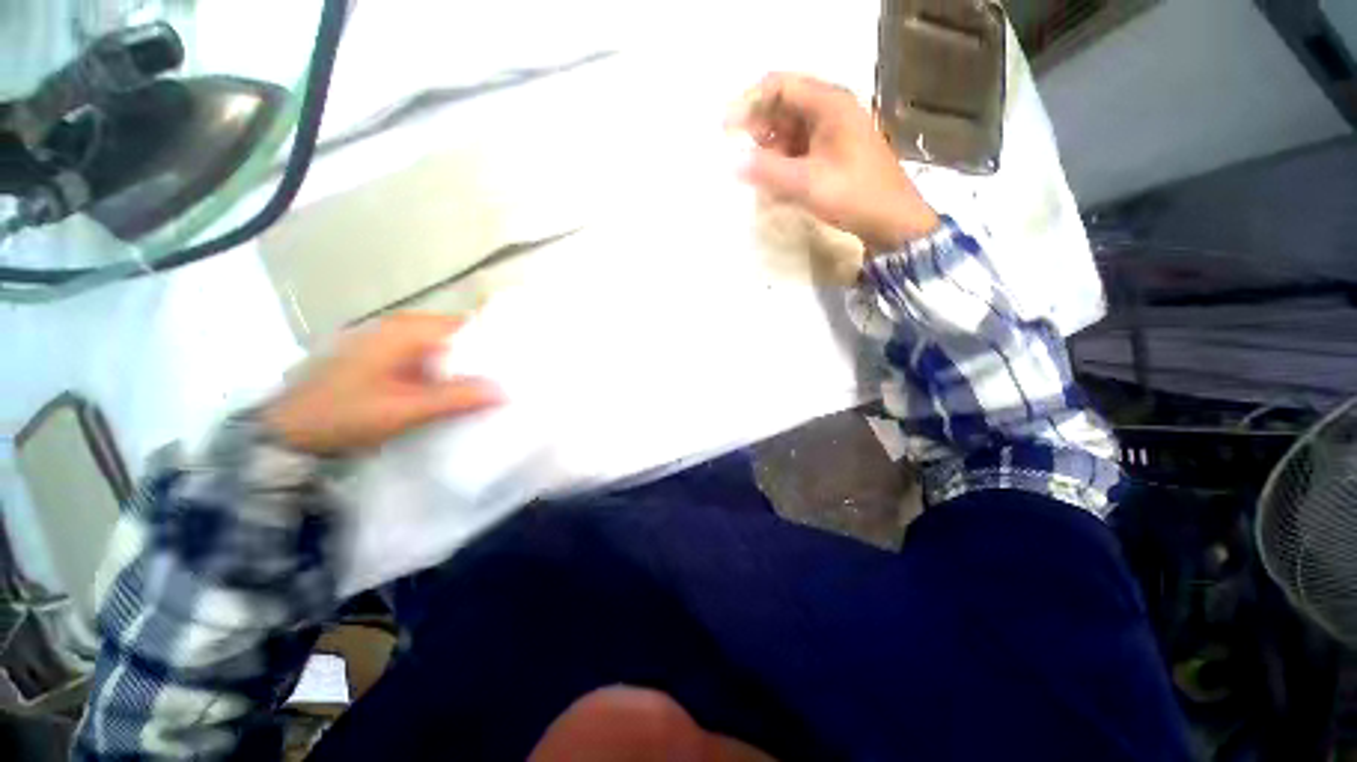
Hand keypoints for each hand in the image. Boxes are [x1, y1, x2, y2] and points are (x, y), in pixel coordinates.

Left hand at [265, 313, 501, 454]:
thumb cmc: (344, 415)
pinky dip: (447, 374)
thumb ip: (456, 398)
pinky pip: (429, 361)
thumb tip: (505, 391)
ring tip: (494, 386)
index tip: (520, 361)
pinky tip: (459, 392)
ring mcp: (390, 343)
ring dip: (466, 367)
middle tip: (512, 378)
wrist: (286, 434)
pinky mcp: (384, 360)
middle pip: (457, 336)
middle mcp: (399, 328)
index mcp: (405, 331)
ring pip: (444, 350)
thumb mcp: (405, 409)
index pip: (466, 326)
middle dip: (484, 356)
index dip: (495, 342)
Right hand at [728, 73, 939, 251]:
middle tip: (737, 156)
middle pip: (782, 107)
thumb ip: (768, 171)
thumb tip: (732, 164)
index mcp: (829, 104)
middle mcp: (830, 110)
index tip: (726, 129)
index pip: (779, 87)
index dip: (748, 103)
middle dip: (757, 130)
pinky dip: (782, 162)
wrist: (892, 220)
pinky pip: (798, 148)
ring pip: (788, 130)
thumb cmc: (855, 196)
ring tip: (755, 176)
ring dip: (768, 150)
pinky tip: (772, 185)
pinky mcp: (831, 152)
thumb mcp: (808, 184)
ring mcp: (832, 131)